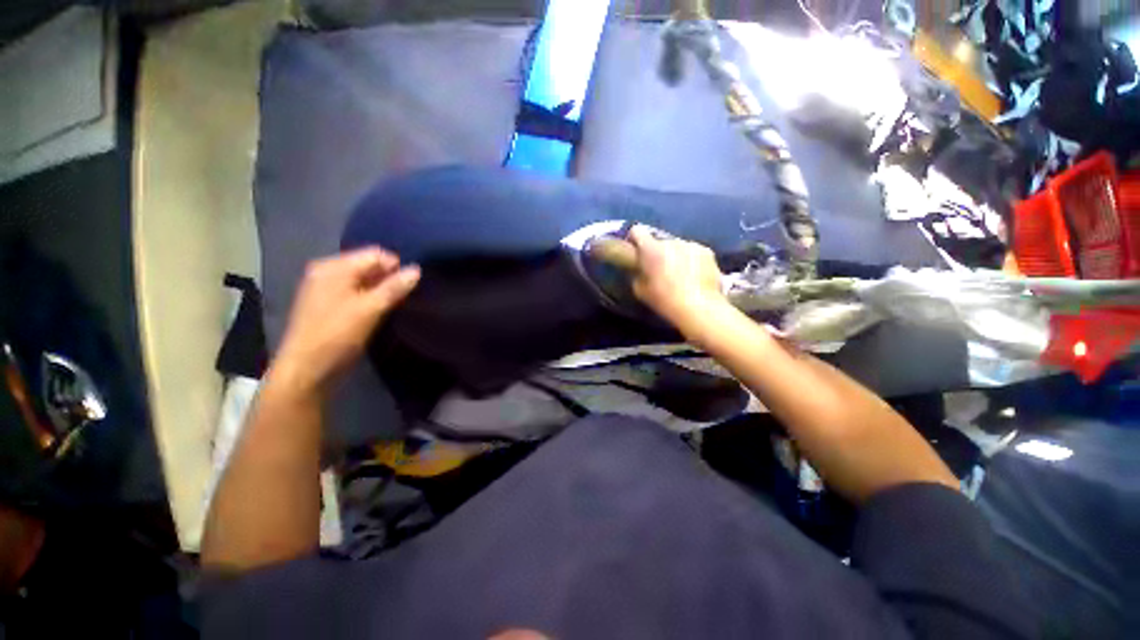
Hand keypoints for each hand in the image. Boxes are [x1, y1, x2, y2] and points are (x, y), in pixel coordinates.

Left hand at [273, 247, 419, 394]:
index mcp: (333, 267)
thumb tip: (417, 269)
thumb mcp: (369, 309)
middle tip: (405, 296)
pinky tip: (381, 310)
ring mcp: (327, 289)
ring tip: (397, 304)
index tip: (410, 285)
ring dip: (382, 290)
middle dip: (390, 278)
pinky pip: (357, 293)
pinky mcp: (330, 306)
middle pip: (369, 266)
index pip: (375, 254)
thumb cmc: (336, 335)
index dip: (396, 266)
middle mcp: (328, 273)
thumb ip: (394, 287)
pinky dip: (372, 298)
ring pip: (365, 281)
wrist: (306, 370)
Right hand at [628, 226, 726, 332]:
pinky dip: (691, 260)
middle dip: (657, 251)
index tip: (635, 250)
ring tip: (679, 274)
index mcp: (651, 249)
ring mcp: (691, 244)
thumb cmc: (664, 300)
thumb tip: (639, 268)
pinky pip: (693, 252)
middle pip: (659, 241)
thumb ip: (637, 273)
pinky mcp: (707, 251)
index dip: (634, 239)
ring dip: (674, 255)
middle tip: (658, 268)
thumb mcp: (640, 290)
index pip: (637, 230)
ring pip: (677, 246)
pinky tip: (694, 276)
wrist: (699, 307)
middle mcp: (671, 241)